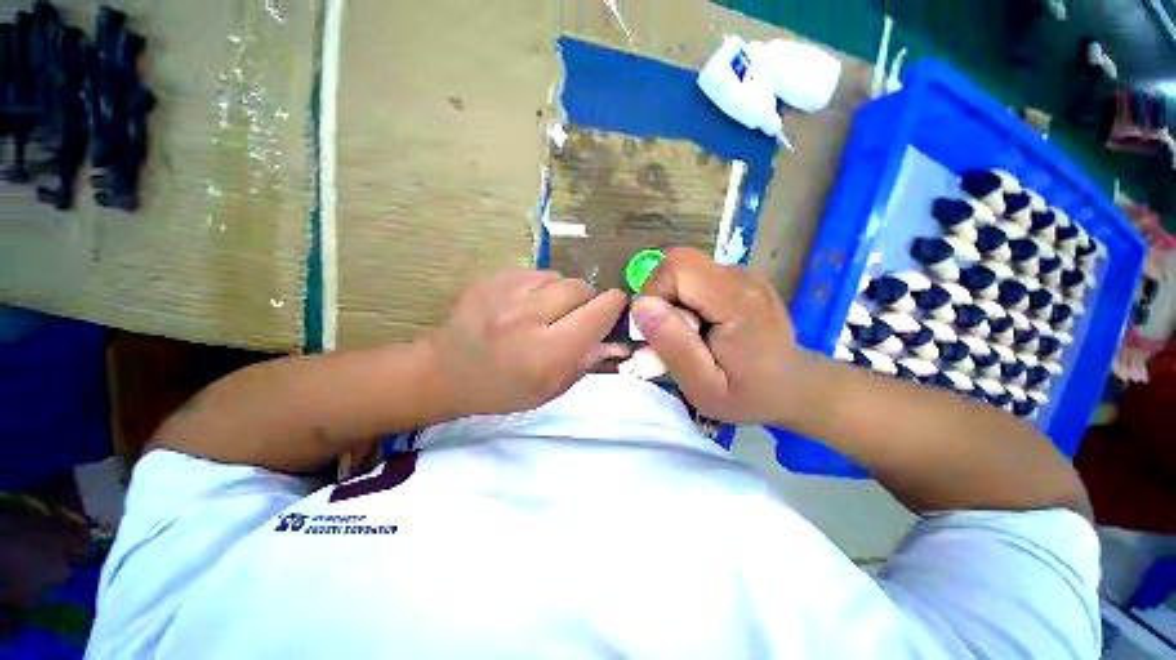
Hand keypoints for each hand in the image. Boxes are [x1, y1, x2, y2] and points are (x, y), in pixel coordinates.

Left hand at [426, 269, 628, 416]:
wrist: (446, 371)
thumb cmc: (503, 389)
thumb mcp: (551, 389)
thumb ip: (587, 361)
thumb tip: (618, 339)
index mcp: (546, 353)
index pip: (597, 314)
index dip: (614, 306)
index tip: (618, 307)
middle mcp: (528, 317)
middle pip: (581, 289)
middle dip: (589, 300)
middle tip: (579, 315)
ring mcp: (506, 292)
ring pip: (560, 278)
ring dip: (564, 293)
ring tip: (549, 311)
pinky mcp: (492, 278)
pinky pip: (536, 273)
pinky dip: (542, 287)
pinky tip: (527, 303)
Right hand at [631, 248, 821, 424]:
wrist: (794, 386)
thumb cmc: (749, 394)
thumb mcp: (703, 386)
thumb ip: (673, 345)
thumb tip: (641, 304)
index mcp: (735, 301)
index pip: (676, 268)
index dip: (654, 294)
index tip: (656, 330)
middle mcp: (741, 276)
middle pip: (678, 264)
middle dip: (659, 296)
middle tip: (669, 333)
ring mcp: (743, 274)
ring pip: (684, 270)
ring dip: (672, 300)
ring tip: (689, 334)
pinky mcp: (739, 278)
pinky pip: (696, 277)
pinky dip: (686, 299)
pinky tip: (702, 326)